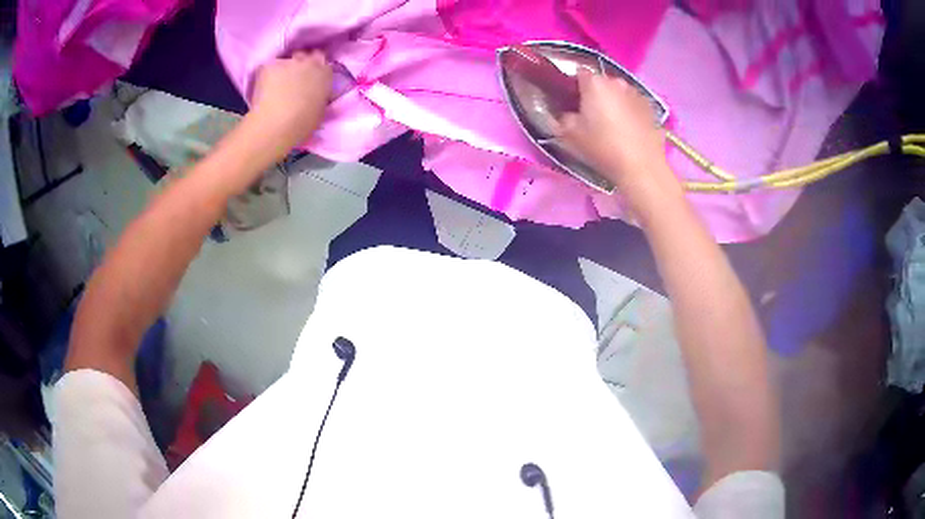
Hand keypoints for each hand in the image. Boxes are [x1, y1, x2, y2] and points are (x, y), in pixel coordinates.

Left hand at [248, 51, 332, 150]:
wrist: (276, 124)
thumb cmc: (302, 123)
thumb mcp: (320, 109)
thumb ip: (319, 94)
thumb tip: (315, 93)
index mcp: (325, 73)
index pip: (322, 61)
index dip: (315, 68)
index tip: (310, 77)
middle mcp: (309, 62)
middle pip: (305, 55)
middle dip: (301, 63)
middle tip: (294, 77)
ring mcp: (288, 61)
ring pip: (286, 60)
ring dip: (284, 67)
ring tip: (277, 82)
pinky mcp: (270, 65)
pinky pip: (269, 66)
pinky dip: (267, 74)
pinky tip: (263, 87)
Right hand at [554, 70, 681, 212]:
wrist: (642, 167)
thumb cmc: (603, 147)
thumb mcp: (570, 135)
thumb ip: (562, 118)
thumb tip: (565, 114)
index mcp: (595, 83)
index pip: (578, 73)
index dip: (573, 86)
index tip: (570, 101)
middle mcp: (617, 82)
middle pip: (601, 82)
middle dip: (595, 94)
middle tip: (590, 115)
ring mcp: (637, 94)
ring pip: (619, 93)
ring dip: (613, 102)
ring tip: (611, 124)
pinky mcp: (651, 109)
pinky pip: (634, 105)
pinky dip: (629, 112)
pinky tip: (628, 130)